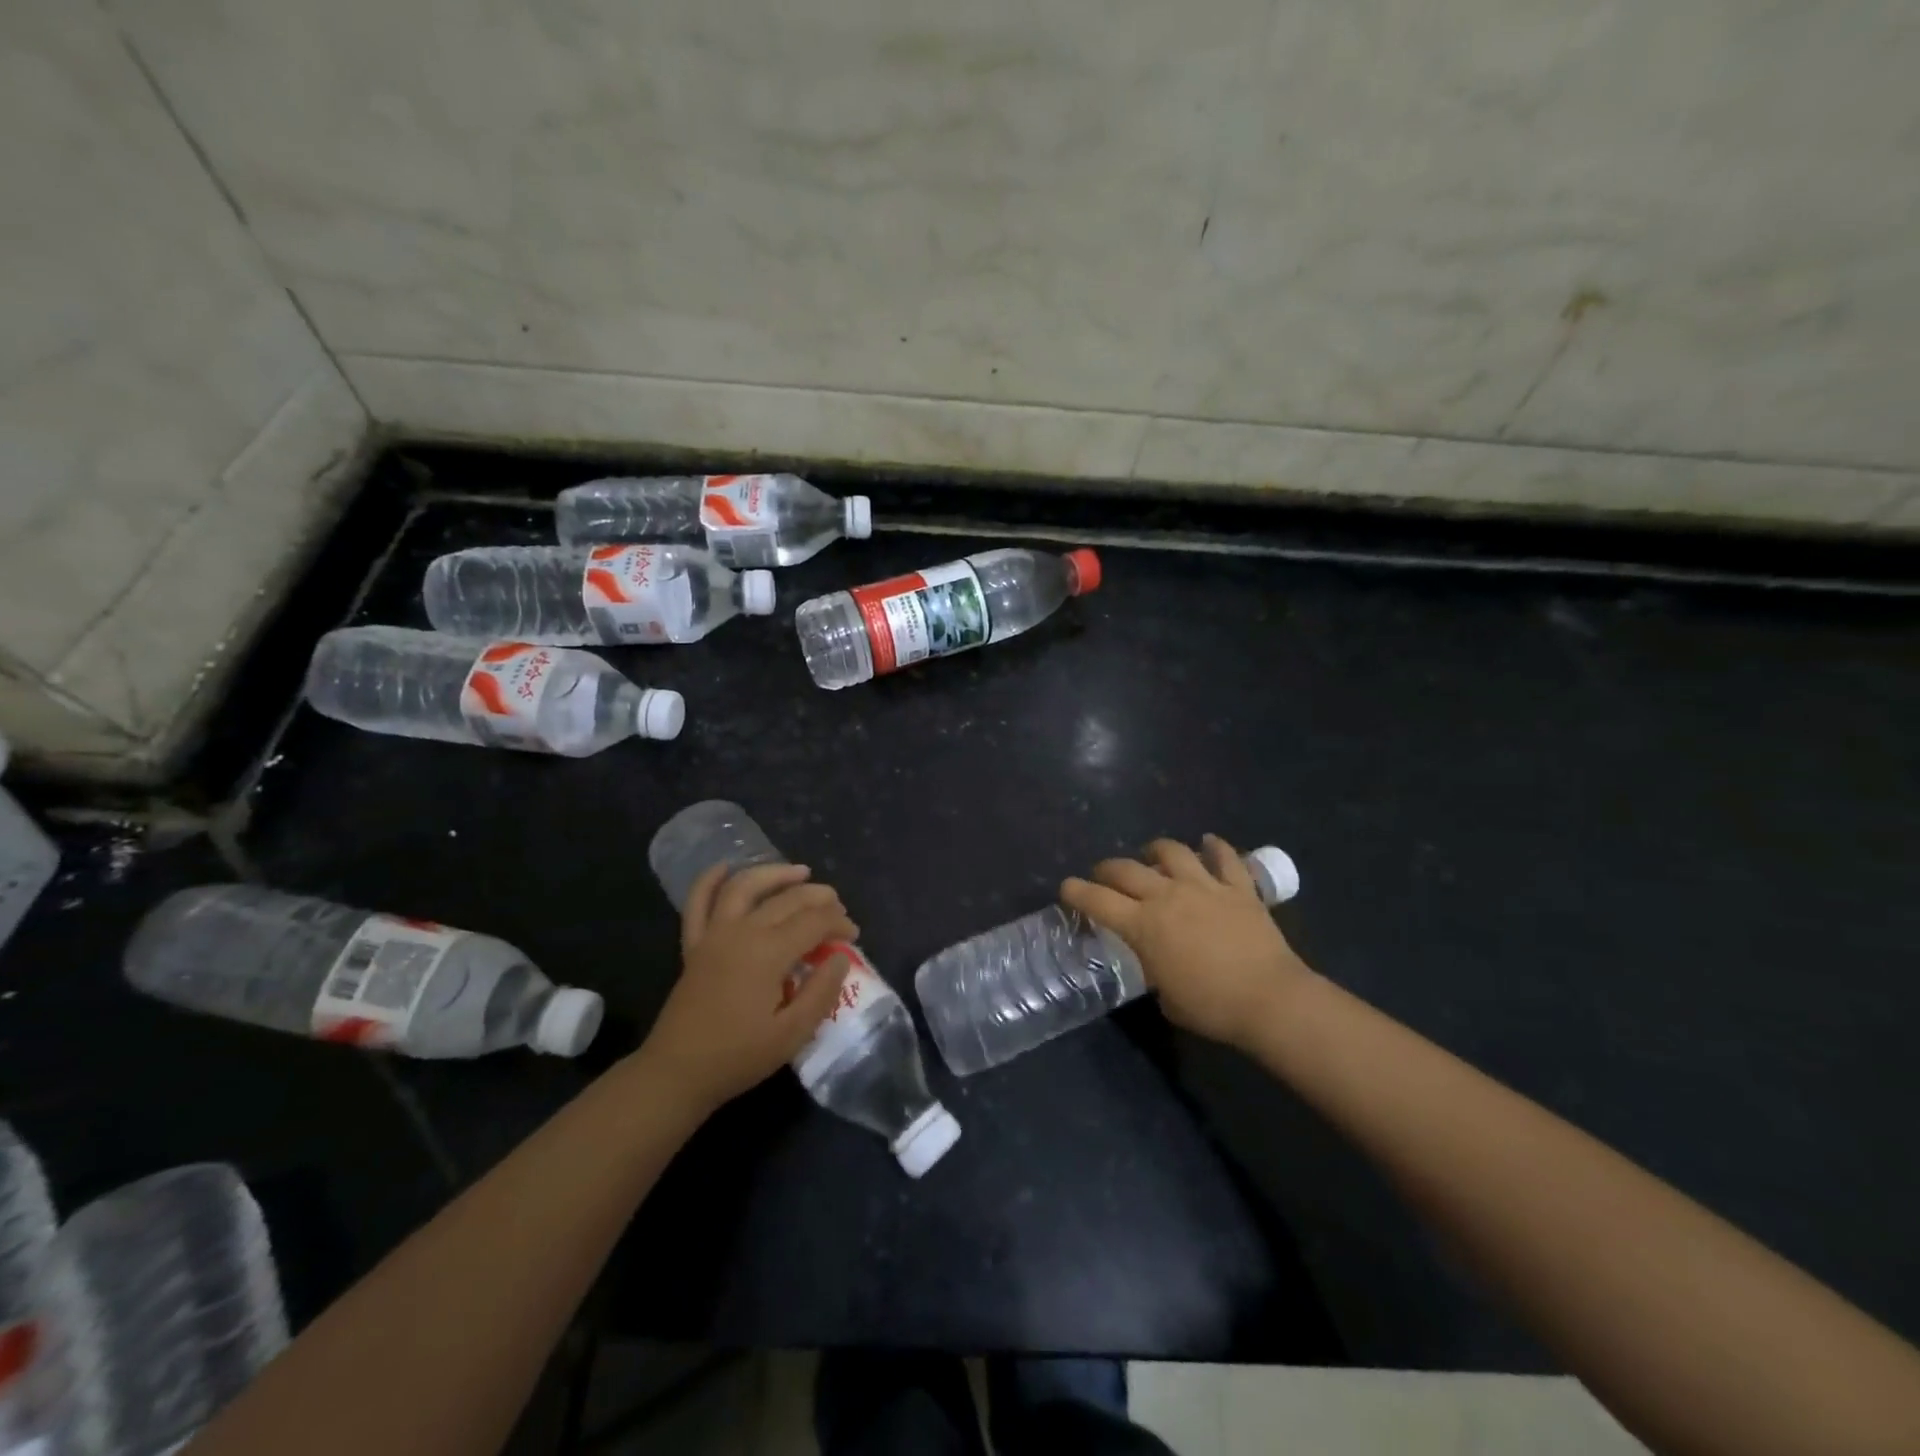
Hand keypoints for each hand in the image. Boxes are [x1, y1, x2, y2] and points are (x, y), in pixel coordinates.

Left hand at [640, 862, 857, 1113]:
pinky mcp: (694, 944)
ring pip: (746, 886)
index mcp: (768, 952)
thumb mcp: (792, 1034)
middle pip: (787, 900)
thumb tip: (841, 957)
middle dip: (819, 898)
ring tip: (801, 872)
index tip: (853, 936)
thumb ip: (821, 992)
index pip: (814, 922)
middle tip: (838, 908)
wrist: (677, 1072)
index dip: (839, 923)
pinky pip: (698, 902)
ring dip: (775, 874)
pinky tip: (725, 867)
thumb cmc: (738, 1057)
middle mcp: (742, 931)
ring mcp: (714, 934)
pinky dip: (710, 880)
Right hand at [1061, 834, 1313, 1050]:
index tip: (1067, 888)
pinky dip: (1216, 847)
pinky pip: (1225, 858)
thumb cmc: (1211, 1007)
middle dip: (1107, 869)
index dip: (1076, 892)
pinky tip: (1209, 842)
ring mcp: (1204, 886)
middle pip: (1126, 869)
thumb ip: (1152, 967)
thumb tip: (1155, 959)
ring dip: (1156, 850)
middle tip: (1104, 876)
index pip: (1097, 901)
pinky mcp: (1238, 888)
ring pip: (1172, 852)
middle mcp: (1167, 896)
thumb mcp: (1166, 995)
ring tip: (1152, 855)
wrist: (1269, 999)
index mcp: (1143, 925)